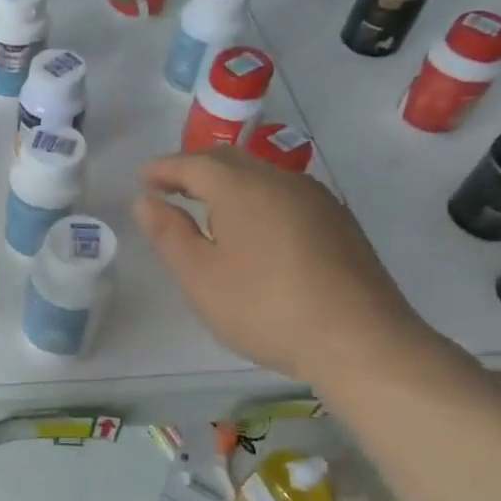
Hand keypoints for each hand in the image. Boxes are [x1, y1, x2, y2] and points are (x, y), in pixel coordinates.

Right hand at [132, 149, 429, 384]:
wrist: (358, 339)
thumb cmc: (263, 307)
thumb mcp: (200, 276)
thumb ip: (169, 233)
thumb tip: (144, 200)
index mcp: (242, 188)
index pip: (194, 163)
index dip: (163, 168)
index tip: (141, 178)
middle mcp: (281, 181)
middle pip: (230, 161)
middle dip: (194, 169)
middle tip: (168, 188)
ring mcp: (316, 200)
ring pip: (261, 176)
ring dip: (227, 183)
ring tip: (206, 208)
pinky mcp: (338, 223)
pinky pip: (284, 196)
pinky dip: (255, 200)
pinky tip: (252, 229)